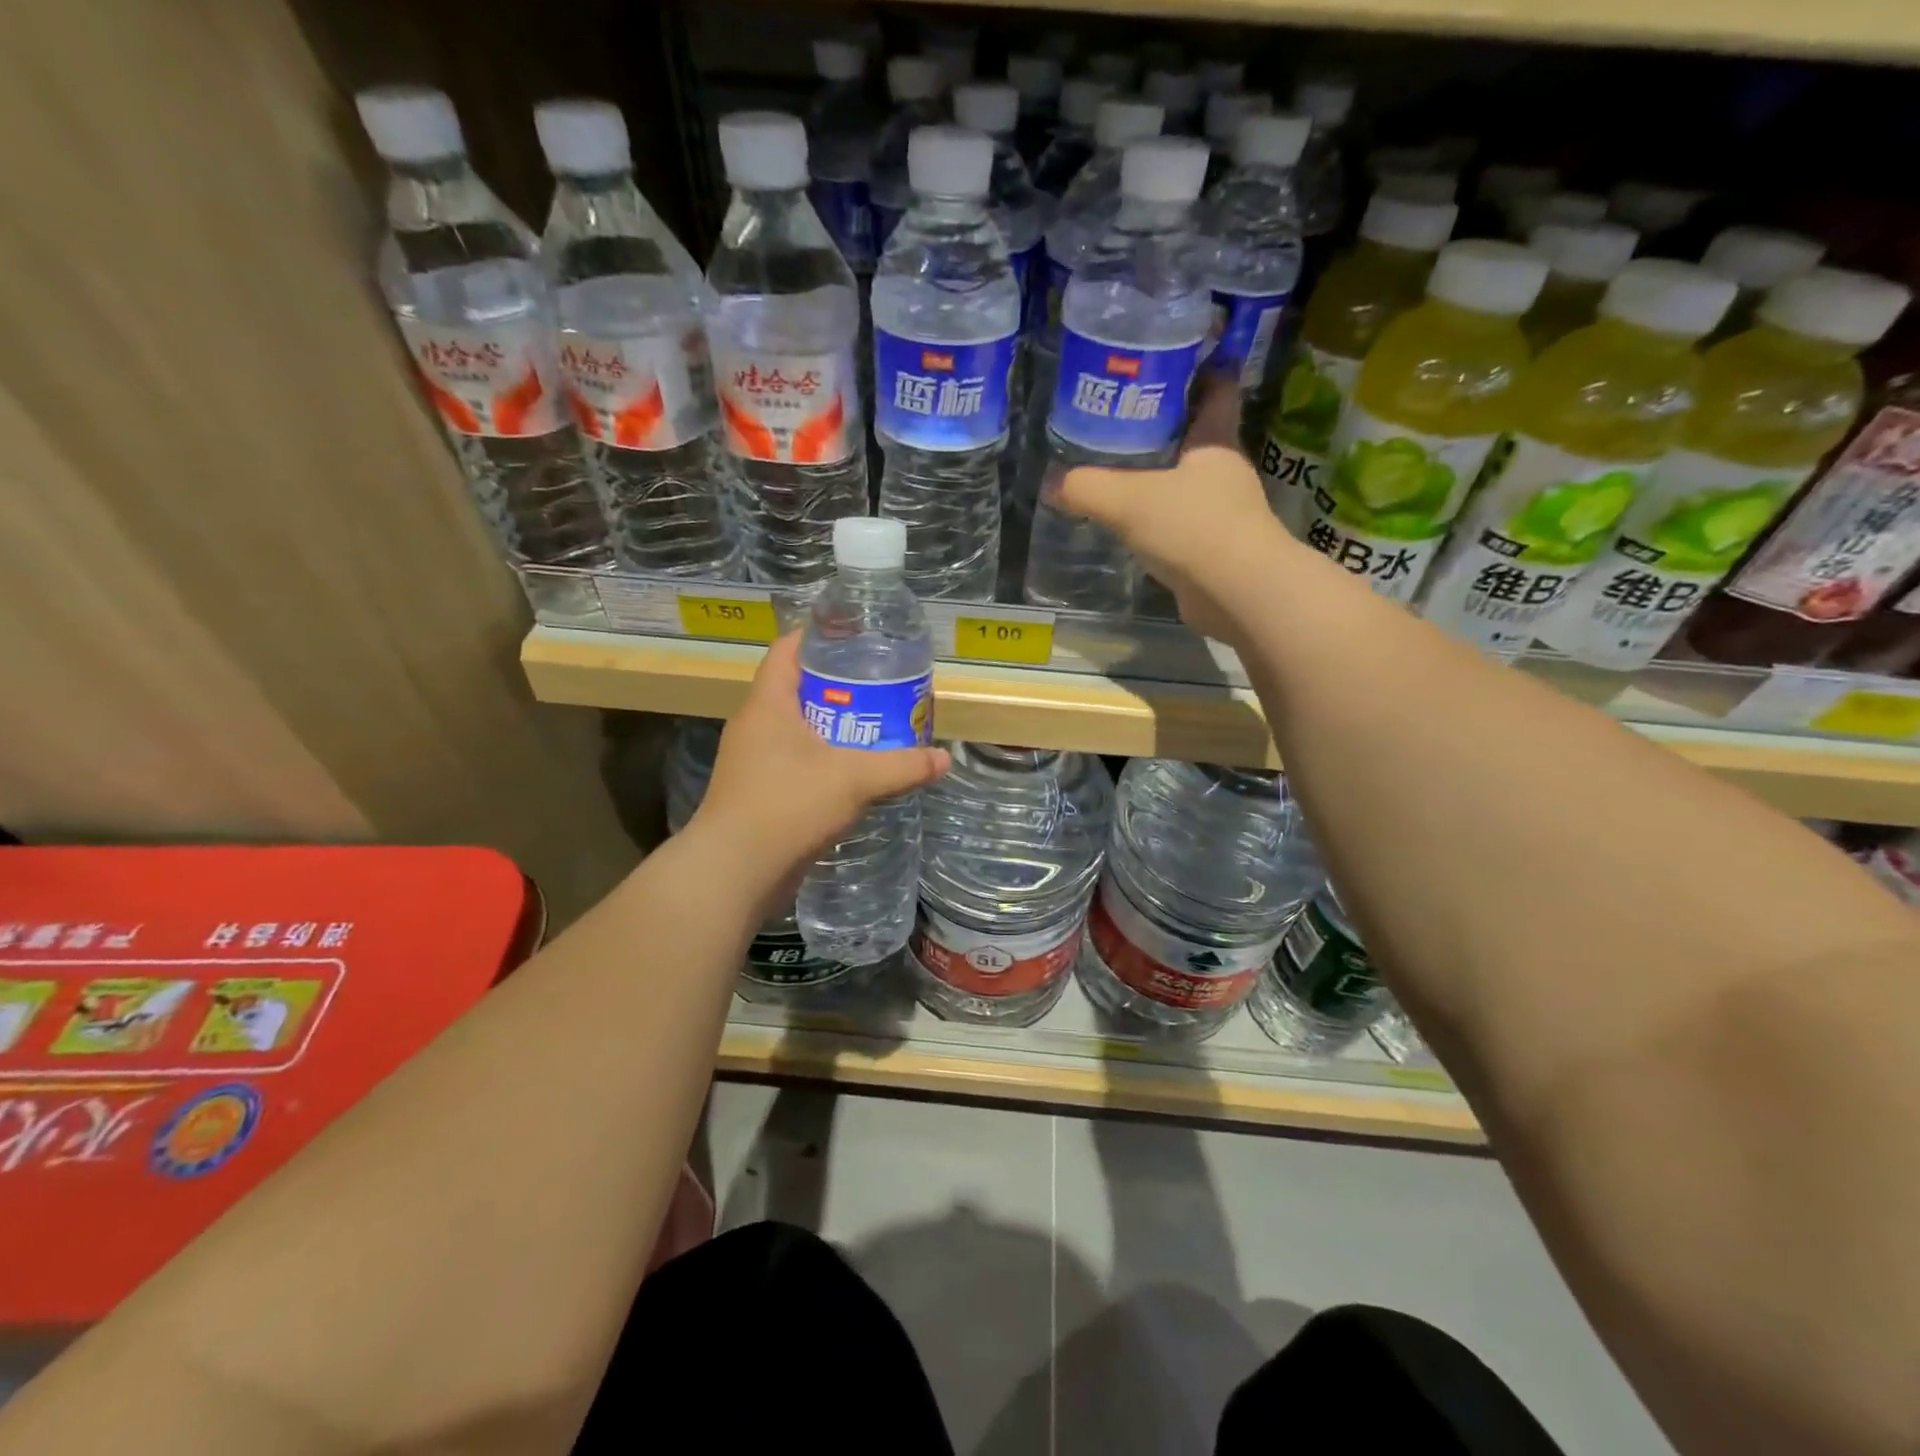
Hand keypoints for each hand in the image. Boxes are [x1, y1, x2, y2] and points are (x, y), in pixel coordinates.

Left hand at [684, 632, 948, 912]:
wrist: (735, 872)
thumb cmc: (788, 806)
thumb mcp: (853, 780)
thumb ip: (901, 766)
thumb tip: (944, 759)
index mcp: (768, 704)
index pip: (788, 650)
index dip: (819, 636)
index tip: (856, 636)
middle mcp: (756, 726)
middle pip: (798, 689)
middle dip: (838, 686)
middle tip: (880, 684)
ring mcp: (754, 761)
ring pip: (798, 729)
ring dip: (833, 727)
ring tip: (875, 725)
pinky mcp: (759, 793)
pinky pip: (796, 763)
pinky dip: (824, 760)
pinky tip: (855, 772)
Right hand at [1057, 378, 1295, 644]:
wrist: (1237, 594)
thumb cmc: (1193, 527)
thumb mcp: (1128, 500)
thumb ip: (1087, 488)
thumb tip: (1052, 485)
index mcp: (1216, 443)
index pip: (1218, 392)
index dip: (1205, 372)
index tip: (1181, 362)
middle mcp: (1225, 474)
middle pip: (1199, 440)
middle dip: (1170, 430)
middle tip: (1127, 422)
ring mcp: (1225, 515)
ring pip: (1189, 487)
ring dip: (1163, 481)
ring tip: (1122, 475)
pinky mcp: (1216, 552)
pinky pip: (1183, 528)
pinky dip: (1161, 524)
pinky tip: (1133, 529)